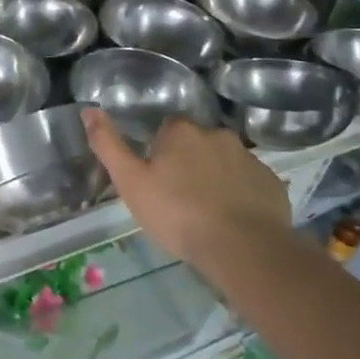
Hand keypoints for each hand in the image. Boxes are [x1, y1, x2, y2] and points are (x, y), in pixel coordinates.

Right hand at [82, 110, 290, 273]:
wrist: (243, 248)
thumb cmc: (177, 213)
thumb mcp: (130, 182)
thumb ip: (108, 144)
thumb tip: (88, 110)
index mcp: (181, 131)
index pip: (167, 128)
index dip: (159, 149)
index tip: (155, 174)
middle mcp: (217, 134)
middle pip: (197, 142)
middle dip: (189, 161)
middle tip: (178, 194)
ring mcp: (249, 158)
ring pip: (225, 161)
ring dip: (215, 176)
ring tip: (206, 210)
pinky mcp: (271, 183)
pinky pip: (249, 182)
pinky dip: (240, 194)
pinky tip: (233, 218)